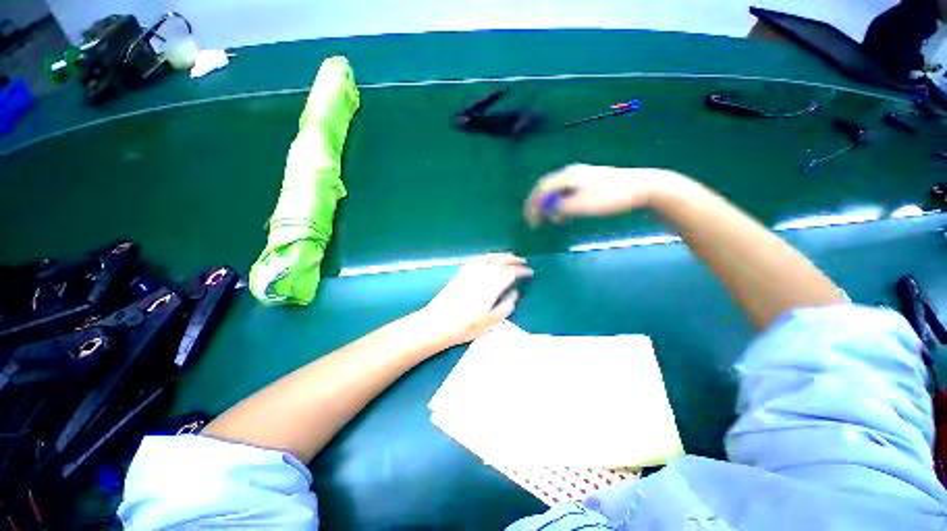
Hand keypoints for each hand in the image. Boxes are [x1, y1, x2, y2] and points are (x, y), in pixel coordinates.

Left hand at [419, 254, 532, 346]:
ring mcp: (470, 273)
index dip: (521, 271)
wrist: (437, 323)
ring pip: (488, 257)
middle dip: (513, 259)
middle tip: (523, 261)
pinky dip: (485, 256)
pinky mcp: (460, 274)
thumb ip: (505, 307)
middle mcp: (482, 275)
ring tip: (508, 256)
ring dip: (500, 255)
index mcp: (491, 286)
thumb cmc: (465, 326)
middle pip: (500, 261)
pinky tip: (487, 259)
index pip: (510, 272)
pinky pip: (476, 260)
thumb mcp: (490, 322)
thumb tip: (513, 294)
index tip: (529, 272)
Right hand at [524, 164, 674, 225]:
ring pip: (555, 191)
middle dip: (538, 206)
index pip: (541, 190)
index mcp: (567, 176)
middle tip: (536, 222)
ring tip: (555, 221)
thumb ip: (562, 207)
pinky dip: (560, 204)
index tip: (531, 222)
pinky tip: (566, 213)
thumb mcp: (584, 206)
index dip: (532, 206)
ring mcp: (579, 176)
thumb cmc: (612, 197)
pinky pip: (565, 192)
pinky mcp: (587, 181)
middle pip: (545, 188)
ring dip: (550, 206)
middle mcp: (570, 173)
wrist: (641, 187)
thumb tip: (548, 210)